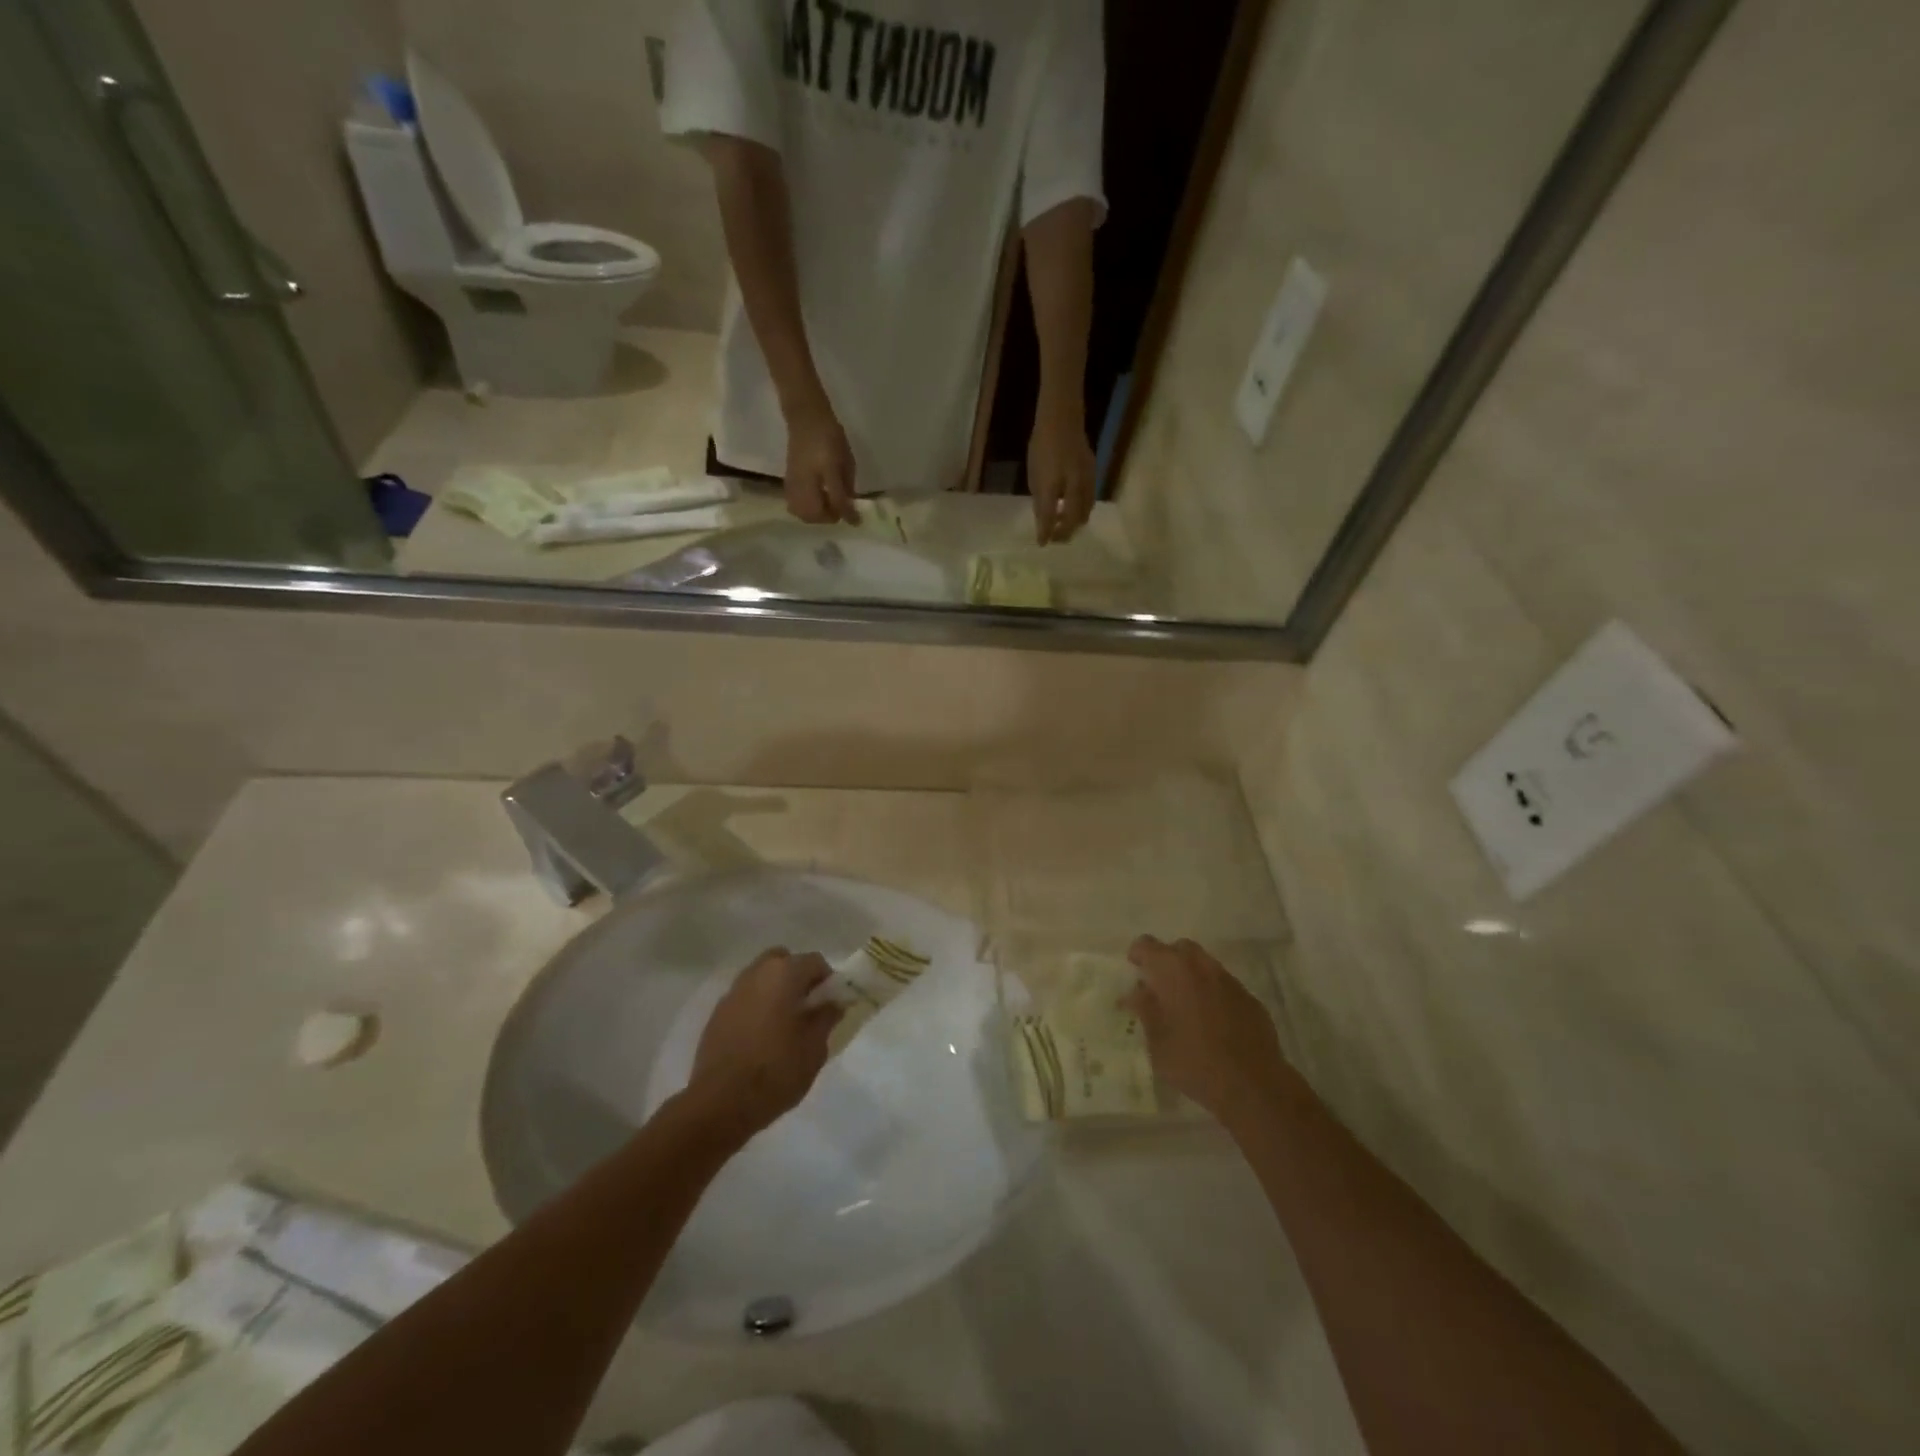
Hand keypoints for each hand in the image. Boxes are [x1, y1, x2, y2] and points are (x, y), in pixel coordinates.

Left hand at [687, 948, 841, 1139]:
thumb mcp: (814, 1048)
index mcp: (784, 974)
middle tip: (807, 1008)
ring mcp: (732, 993)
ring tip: (783, 1025)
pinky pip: (744, 999)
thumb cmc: (776, 1071)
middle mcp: (756, 974)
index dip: (828, 981)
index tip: (831, 1005)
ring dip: (775, 991)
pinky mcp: (716, 1015)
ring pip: (761, 978)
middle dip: (797, 977)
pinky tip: (760, 1038)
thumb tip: (833, 1003)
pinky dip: (756, 1007)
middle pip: (783, 960)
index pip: (815, 962)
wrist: (720, 1103)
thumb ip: (826, 1018)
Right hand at [783, 401, 859, 524]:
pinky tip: (815, 502)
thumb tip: (850, 504)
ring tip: (827, 508)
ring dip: (816, 516)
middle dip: (828, 518)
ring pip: (801, 512)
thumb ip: (847, 483)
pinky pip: (794, 505)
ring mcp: (794, 482)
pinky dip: (805, 510)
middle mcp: (805, 481)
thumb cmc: (830, 435)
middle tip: (839, 512)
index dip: (848, 514)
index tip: (857, 521)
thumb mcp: (846, 458)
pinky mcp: (788, 481)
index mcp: (824, 472)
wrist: (806, 418)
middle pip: (814, 514)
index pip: (836, 502)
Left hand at [1027, 397, 1095, 544]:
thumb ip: (1039, 497)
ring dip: (1074, 523)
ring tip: (1063, 526)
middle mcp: (1072, 484)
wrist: (1063, 419)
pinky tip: (1073, 509)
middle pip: (1073, 519)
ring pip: (1085, 511)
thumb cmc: (1042, 444)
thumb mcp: (1034, 473)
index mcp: (1052, 483)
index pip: (1049, 515)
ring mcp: (1086, 480)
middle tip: (1054, 538)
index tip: (1042, 544)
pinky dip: (1081, 510)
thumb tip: (1043, 518)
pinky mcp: (1093, 475)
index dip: (1045, 532)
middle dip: (1064, 533)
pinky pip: (1090, 500)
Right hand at [1124, 936, 1296, 1129]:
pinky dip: (1213, 993)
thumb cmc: (1194, 1063)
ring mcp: (1230, 981)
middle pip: (1180, 949)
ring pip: (1205, 965)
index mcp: (1173, 971)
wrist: (1253, 1086)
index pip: (1147, 945)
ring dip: (1191, 977)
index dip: (1137, 955)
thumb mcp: (1157, 1041)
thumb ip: (1145, 1010)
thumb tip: (1136, 991)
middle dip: (1167, 961)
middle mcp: (1202, 967)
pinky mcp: (1250, 999)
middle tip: (1159, 987)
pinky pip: (1224, 986)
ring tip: (1185, 1006)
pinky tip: (1212, 1022)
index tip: (1134, 971)